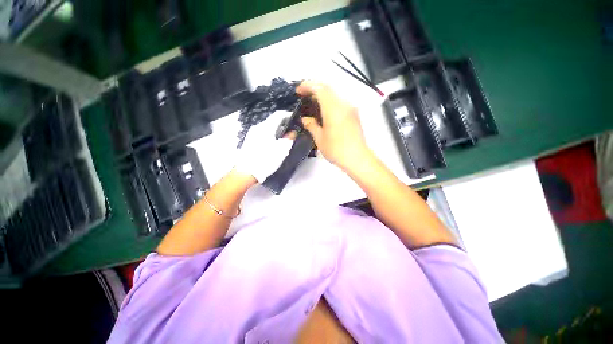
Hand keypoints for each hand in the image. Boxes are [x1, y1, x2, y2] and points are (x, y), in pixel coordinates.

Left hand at [234, 110, 293, 182]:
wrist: (246, 172)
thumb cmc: (266, 159)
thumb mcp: (282, 150)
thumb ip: (289, 138)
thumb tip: (292, 132)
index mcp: (266, 127)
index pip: (278, 114)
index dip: (288, 114)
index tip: (296, 118)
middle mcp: (258, 127)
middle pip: (272, 121)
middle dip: (283, 124)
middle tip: (292, 130)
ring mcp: (252, 134)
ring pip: (267, 128)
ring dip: (277, 130)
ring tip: (284, 138)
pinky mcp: (249, 141)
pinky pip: (263, 134)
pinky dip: (271, 135)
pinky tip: (274, 144)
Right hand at [297, 81, 369, 170]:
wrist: (357, 158)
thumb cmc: (337, 150)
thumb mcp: (320, 139)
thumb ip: (311, 126)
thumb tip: (306, 119)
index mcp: (334, 109)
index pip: (320, 89)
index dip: (308, 86)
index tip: (299, 90)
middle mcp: (344, 105)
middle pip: (328, 88)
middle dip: (314, 89)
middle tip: (304, 96)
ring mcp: (350, 109)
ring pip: (335, 95)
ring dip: (323, 95)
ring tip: (312, 104)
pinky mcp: (354, 114)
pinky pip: (340, 102)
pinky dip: (330, 102)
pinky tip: (324, 112)